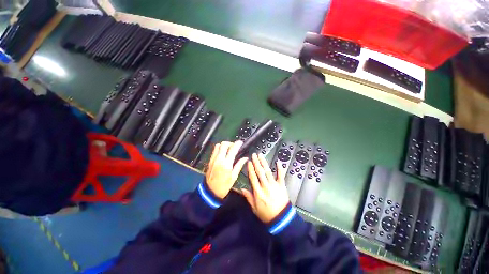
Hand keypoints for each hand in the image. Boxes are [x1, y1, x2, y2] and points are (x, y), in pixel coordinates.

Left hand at [206, 141, 247, 198]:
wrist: (210, 192)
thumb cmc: (223, 186)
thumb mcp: (234, 177)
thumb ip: (239, 165)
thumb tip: (245, 158)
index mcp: (226, 164)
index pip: (233, 149)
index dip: (237, 144)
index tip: (241, 142)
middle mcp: (219, 159)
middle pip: (224, 144)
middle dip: (231, 143)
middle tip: (235, 147)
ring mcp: (213, 159)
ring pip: (218, 145)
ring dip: (224, 145)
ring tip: (229, 149)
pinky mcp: (210, 160)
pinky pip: (214, 150)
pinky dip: (219, 148)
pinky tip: (223, 153)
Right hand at [241, 153, 289, 222]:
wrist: (281, 219)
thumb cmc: (266, 214)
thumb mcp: (254, 208)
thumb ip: (248, 197)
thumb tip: (241, 189)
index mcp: (258, 191)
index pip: (253, 177)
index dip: (250, 169)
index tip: (249, 162)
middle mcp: (265, 186)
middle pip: (260, 172)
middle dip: (256, 162)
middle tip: (254, 155)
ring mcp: (274, 185)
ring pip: (268, 171)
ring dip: (264, 162)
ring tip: (261, 156)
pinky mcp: (281, 185)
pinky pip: (281, 175)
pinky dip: (280, 168)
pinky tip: (278, 162)